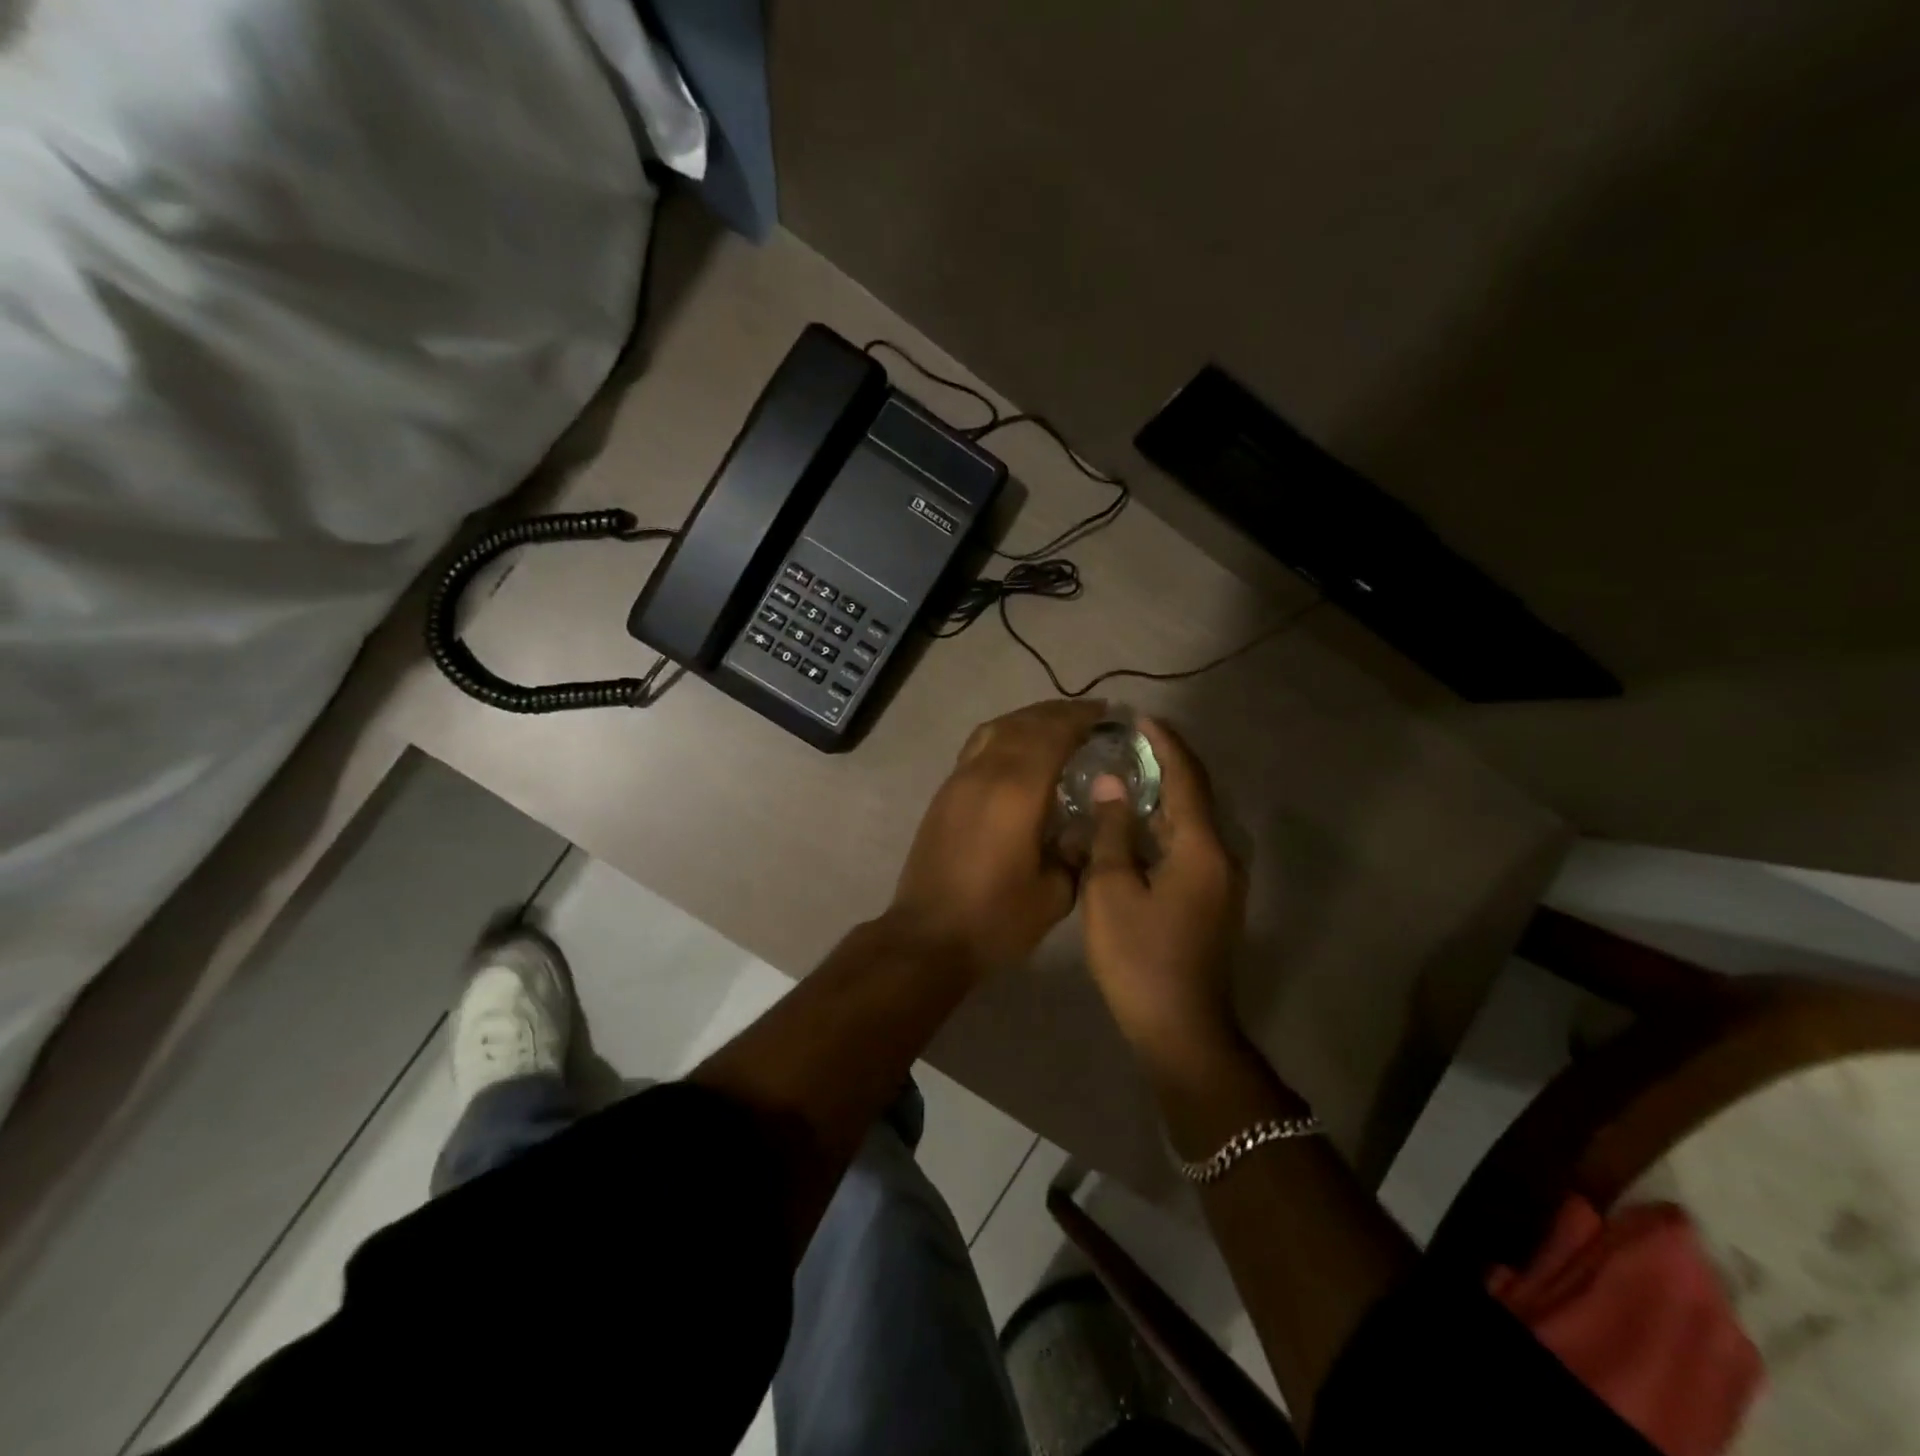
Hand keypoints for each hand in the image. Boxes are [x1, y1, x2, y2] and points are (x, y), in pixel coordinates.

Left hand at [888, 698, 1109, 973]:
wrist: (929, 936)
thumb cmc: (996, 919)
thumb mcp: (1054, 894)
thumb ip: (1076, 852)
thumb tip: (1086, 826)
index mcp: (1017, 792)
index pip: (1053, 735)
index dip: (1080, 718)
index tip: (1106, 714)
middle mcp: (986, 773)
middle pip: (1024, 724)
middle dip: (1058, 713)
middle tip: (1088, 715)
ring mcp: (959, 780)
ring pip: (996, 729)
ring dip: (1028, 719)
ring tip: (1055, 724)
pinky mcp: (944, 793)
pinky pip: (978, 746)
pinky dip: (1004, 735)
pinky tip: (1018, 750)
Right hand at [1079, 717, 1245, 1061]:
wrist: (1180, 1029)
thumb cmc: (1139, 958)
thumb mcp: (1112, 890)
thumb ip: (1112, 832)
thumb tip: (1112, 785)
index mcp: (1201, 848)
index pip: (1185, 778)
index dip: (1164, 744)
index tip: (1139, 717)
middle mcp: (1222, 856)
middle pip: (1195, 795)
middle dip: (1166, 763)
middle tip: (1128, 740)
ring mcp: (1221, 881)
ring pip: (1193, 822)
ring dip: (1164, 794)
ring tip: (1128, 772)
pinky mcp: (1212, 900)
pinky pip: (1190, 845)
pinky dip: (1165, 824)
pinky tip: (1136, 825)